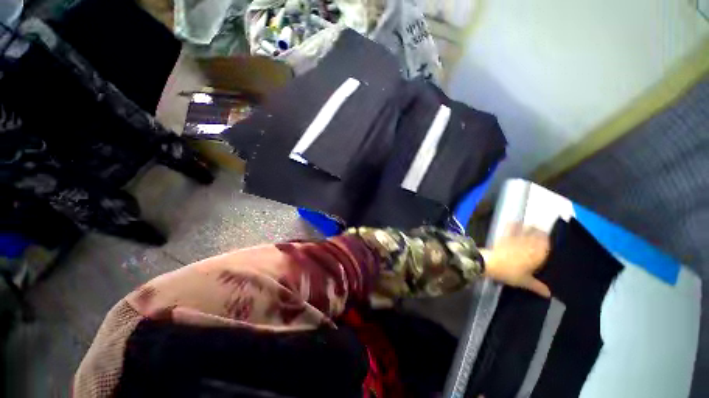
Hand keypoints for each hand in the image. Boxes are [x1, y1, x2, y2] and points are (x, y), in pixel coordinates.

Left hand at [480, 224, 550, 297]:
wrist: (490, 263)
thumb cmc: (509, 273)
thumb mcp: (524, 281)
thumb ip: (537, 286)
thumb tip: (549, 294)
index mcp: (536, 255)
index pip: (546, 244)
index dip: (547, 241)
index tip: (548, 239)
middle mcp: (528, 244)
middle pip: (537, 235)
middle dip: (540, 233)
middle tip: (542, 232)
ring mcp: (515, 239)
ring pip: (526, 230)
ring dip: (530, 228)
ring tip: (532, 226)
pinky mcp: (504, 237)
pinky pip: (510, 228)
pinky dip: (514, 225)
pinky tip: (514, 222)